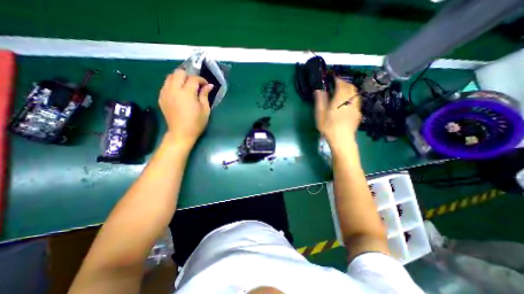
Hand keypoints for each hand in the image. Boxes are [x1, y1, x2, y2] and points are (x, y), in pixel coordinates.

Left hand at [161, 68, 215, 147]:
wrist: (181, 133)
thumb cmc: (196, 123)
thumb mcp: (205, 109)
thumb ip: (205, 95)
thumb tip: (209, 85)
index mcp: (187, 93)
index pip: (193, 79)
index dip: (201, 80)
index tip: (206, 85)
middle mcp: (174, 90)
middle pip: (179, 72)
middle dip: (189, 75)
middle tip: (195, 84)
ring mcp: (165, 93)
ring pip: (170, 76)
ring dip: (180, 78)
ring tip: (186, 86)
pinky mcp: (161, 97)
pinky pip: (166, 85)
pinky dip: (173, 84)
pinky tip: (179, 92)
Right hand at [313, 77, 362, 149]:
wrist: (342, 139)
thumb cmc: (328, 127)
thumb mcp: (320, 114)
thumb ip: (320, 100)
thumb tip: (318, 89)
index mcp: (340, 98)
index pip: (341, 84)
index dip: (337, 79)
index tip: (332, 78)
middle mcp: (350, 100)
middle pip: (350, 87)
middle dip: (344, 83)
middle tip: (337, 84)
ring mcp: (356, 107)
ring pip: (355, 93)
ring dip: (350, 89)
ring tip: (343, 92)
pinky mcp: (358, 113)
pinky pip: (357, 101)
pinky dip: (353, 98)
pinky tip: (348, 103)